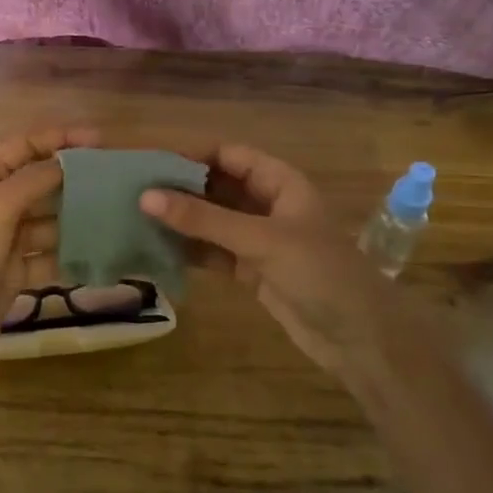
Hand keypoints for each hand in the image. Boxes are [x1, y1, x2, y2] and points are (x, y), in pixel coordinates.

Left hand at [0, 126, 95, 394]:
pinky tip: (100, 254)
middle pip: (38, 184)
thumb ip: (31, 181)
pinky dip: (70, 254)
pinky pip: (49, 256)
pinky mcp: (15, 277)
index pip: (22, 149)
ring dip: (76, 217)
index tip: (98, 142)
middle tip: (115, 181)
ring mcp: (3, 245)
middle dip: (73, 179)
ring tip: (116, 215)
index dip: (57, 140)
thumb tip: (66, 161)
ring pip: (48, 221)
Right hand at [141, 144, 400, 387]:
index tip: (149, 161)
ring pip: (212, 221)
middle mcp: (267, 204)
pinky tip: (157, 249)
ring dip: (181, 221)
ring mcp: (259, 239)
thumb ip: (203, 219)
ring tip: (136, 218)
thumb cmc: (319, 272)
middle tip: (132, 190)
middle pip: (217, 186)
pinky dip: (189, 250)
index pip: (229, 154)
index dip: (192, 154)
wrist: (360, 338)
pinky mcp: (251, 270)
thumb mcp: (260, 239)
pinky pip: (214, 252)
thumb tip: (146, 196)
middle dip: (180, 188)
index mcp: (280, 182)